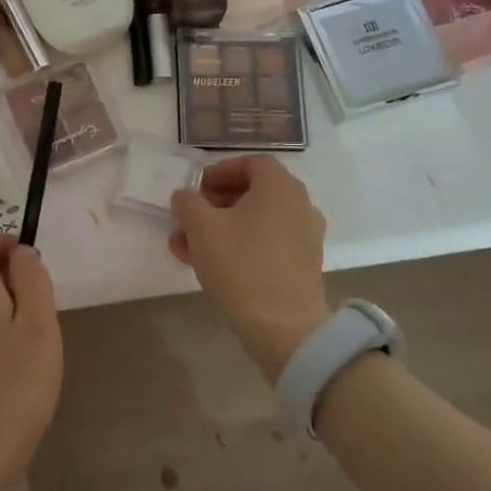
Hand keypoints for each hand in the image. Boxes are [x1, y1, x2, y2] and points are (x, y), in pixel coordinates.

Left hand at [0, 234, 62, 490]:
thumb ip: (32, 282)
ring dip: (7, 310)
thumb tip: (20, 252)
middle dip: (11, 279)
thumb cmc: (16, 386)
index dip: (0, 241)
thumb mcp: (38, 327)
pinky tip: (19, 370)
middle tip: (44, 309)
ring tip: (37, 343)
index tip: (30, 263)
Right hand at [170, 155, 330, 381]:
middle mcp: (298, 205)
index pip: (250, 163)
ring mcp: (303, 236)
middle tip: (188, 218)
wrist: (283, 326)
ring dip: (221, 227)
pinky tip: (208, 265)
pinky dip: (239, 246)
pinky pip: (265, 243)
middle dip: (215, 203)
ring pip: (255, 221)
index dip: (219, 171)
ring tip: (187, 246)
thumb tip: (186, 196)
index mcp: (279, 187)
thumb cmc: (240, 265)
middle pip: (253, 192)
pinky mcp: (301, 264)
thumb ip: (188, 202)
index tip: (195, 189)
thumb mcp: (201, 227)